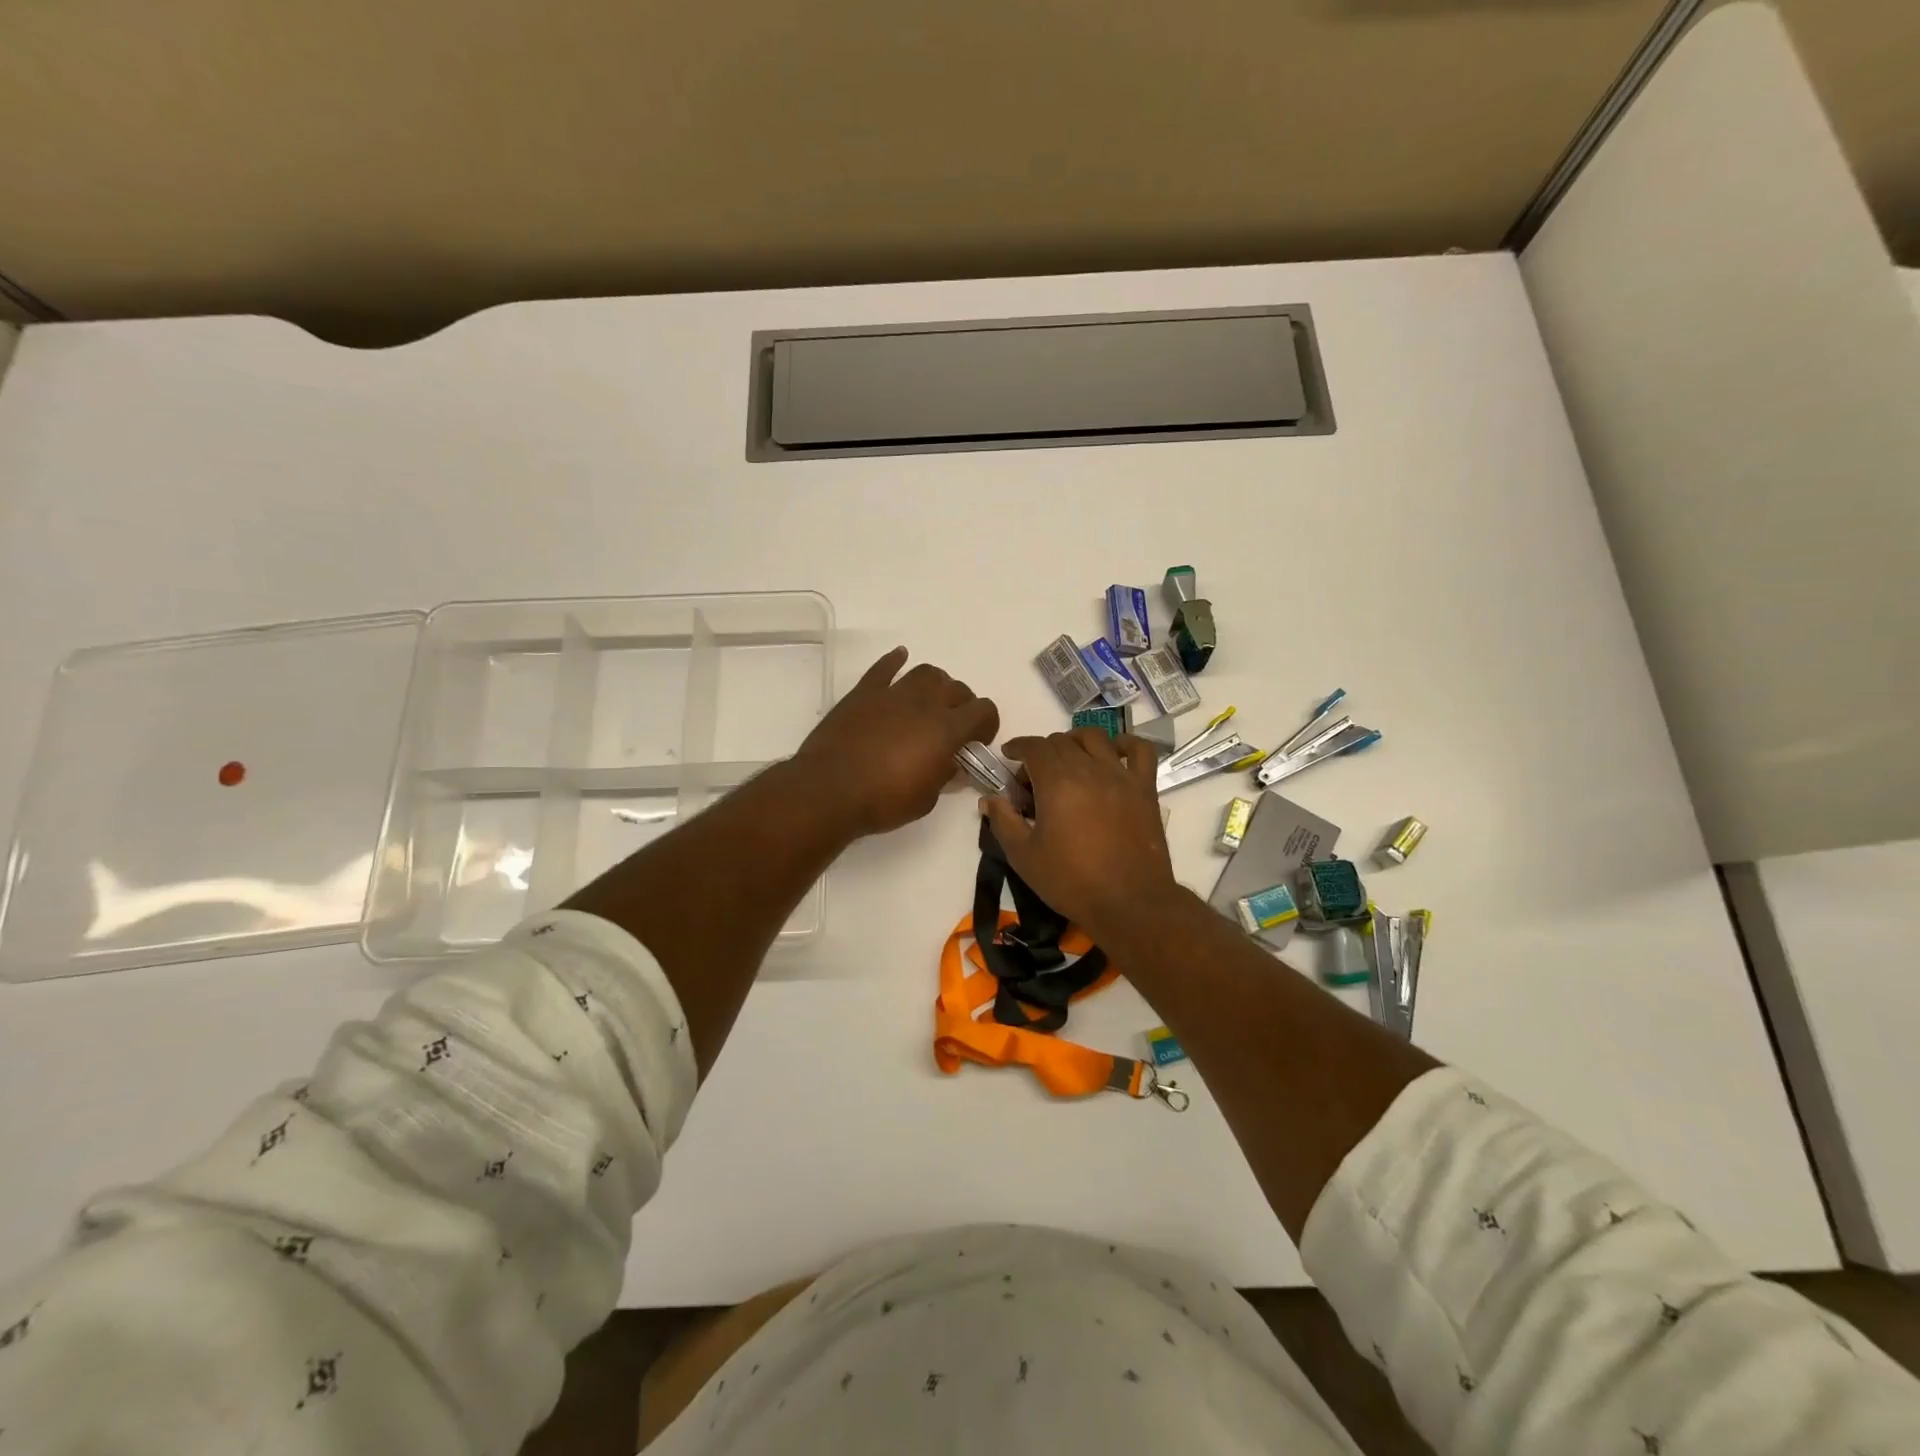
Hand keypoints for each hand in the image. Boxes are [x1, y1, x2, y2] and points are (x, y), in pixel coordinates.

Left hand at [794, 647, 998, 837]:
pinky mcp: (864, 693)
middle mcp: (924, 704)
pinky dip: (895, 661)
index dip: (988, 724)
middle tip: (954, 725)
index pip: (983, 711)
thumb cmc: (883, 801)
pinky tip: (899, 657)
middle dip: (963, 705)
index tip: (978, 741)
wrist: (829, 790)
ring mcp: (892, 694)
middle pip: (957, 688)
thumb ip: (945, 777)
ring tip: (930, 700)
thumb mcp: (925, 799)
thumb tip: (955, 766)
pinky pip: (884, 668)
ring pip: (926, 673)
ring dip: (936, 684)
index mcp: (946, 730)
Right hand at [980, 729, 1181, 944]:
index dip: (1017, 747)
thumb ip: (1003, 821)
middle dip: (1042, 751)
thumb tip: (989, 798)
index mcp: (1056, 781)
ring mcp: (1120, 775)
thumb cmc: (1071, 881)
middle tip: (1034, 779)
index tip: (1009, 757)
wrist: (1129, 902)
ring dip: (1076, 741)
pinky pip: (1139, 750)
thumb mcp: (1023, 856)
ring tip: (1069, 759)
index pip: (1033, 746)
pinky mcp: (1144, 788)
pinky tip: (1113, 753)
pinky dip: (1125, 744)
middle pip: (1061, 741)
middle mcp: (1088, 768)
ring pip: (1095, 738)